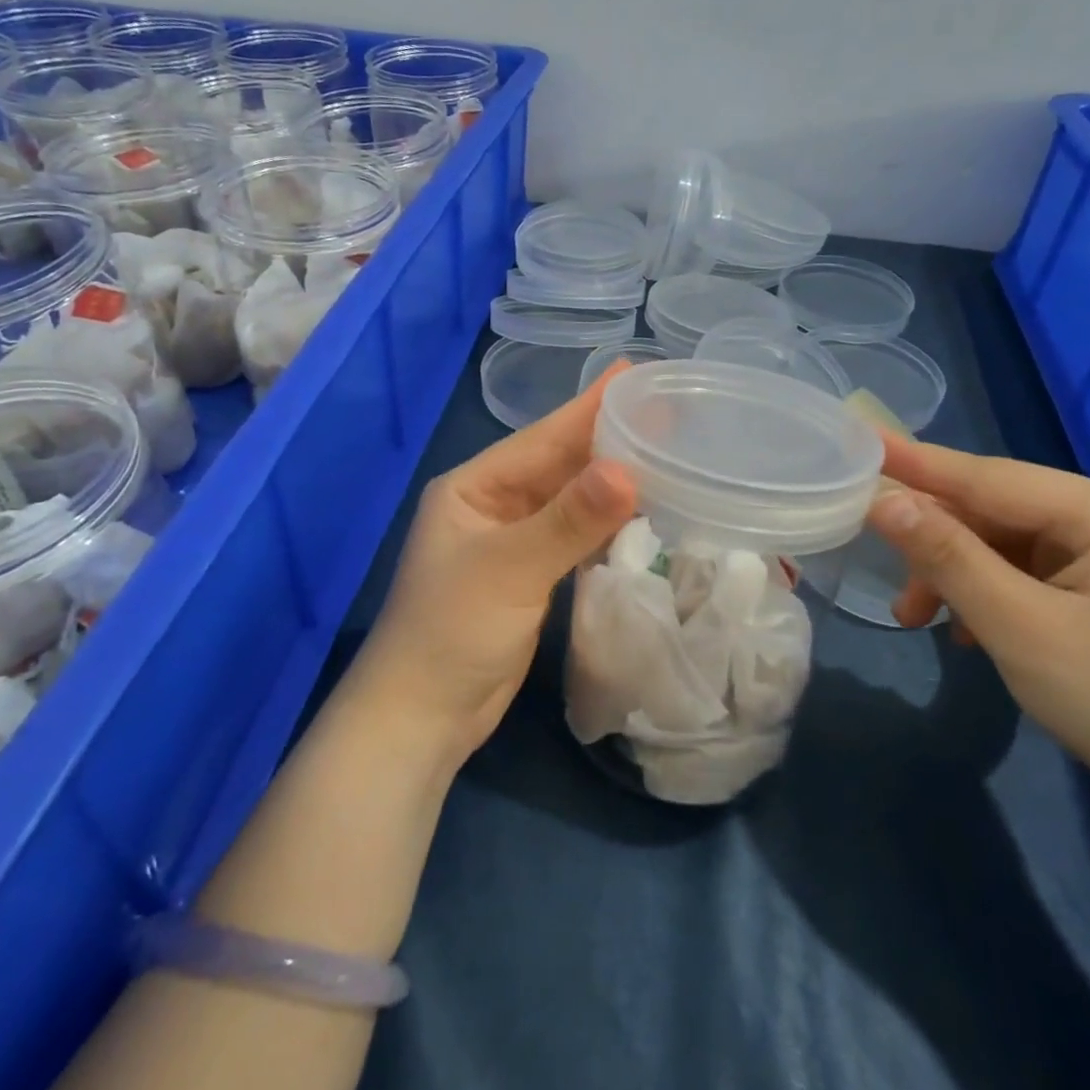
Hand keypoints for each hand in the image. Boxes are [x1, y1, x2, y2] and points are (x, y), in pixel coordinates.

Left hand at [355, 371, 637, 758]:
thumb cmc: (452, 631)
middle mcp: (493, 505)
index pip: (542, 438)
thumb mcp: (510, 568)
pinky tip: (643, 511)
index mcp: (474, 487)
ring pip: (571, 501)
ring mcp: (513, 542)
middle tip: (666, 411)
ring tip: (666, 453)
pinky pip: (575, 537)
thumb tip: (628, 470)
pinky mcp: (531, 577)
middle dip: (608, 440)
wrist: (423, 717)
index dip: (589, 407)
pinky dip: (606, 524)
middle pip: (560, 465)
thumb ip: (569, 519)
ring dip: (612, 481)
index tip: (634, 373)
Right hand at [866, 438, 1089, 834]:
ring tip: (921, 619)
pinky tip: (970, 631)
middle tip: (891, 582)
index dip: (917, 463)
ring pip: (1008, 545)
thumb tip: (884, 500)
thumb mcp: (1020, 628)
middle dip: (938, 546)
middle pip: (998, 512)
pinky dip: (991, 594)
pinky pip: (1031, 572)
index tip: (859, 441)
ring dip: (959, 577)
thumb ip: (948, 556)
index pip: (989, 476)